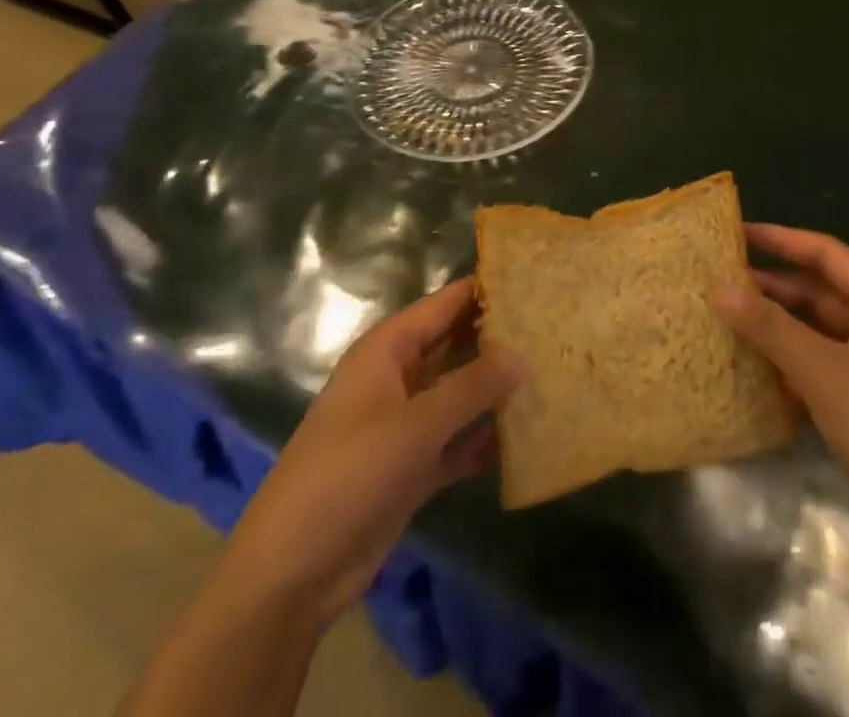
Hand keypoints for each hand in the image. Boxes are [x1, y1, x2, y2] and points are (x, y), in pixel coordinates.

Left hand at [222, 276, 521, 629]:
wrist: (294, 569)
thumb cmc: (350, 473)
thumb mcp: (416, 424)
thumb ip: (472, 386)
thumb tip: (524, 353)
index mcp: (389, 349)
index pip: (445, 304)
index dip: (486, 289)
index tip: (535, 279)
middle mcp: (398, 376)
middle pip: (455, 344)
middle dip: (498, 337)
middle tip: (554, 326)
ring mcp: (405, 423)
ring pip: (459, 392)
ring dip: (495, 388)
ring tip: (551, 373)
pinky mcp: (412, 466)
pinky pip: (456, 439)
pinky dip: (483, 437)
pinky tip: (525, 437)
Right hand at [713, 224, 848, 559]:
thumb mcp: (823, 370)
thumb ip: (770, 327)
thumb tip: (719, 289)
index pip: (829, 255)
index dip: (784, 240)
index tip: (739, 232)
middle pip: (822, 293)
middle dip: (775, 287)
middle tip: (723, 279)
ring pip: (818, 334)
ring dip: (778, 329)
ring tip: (728, 320)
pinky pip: (819, 371)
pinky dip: (789, 366)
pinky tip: (753, 371)